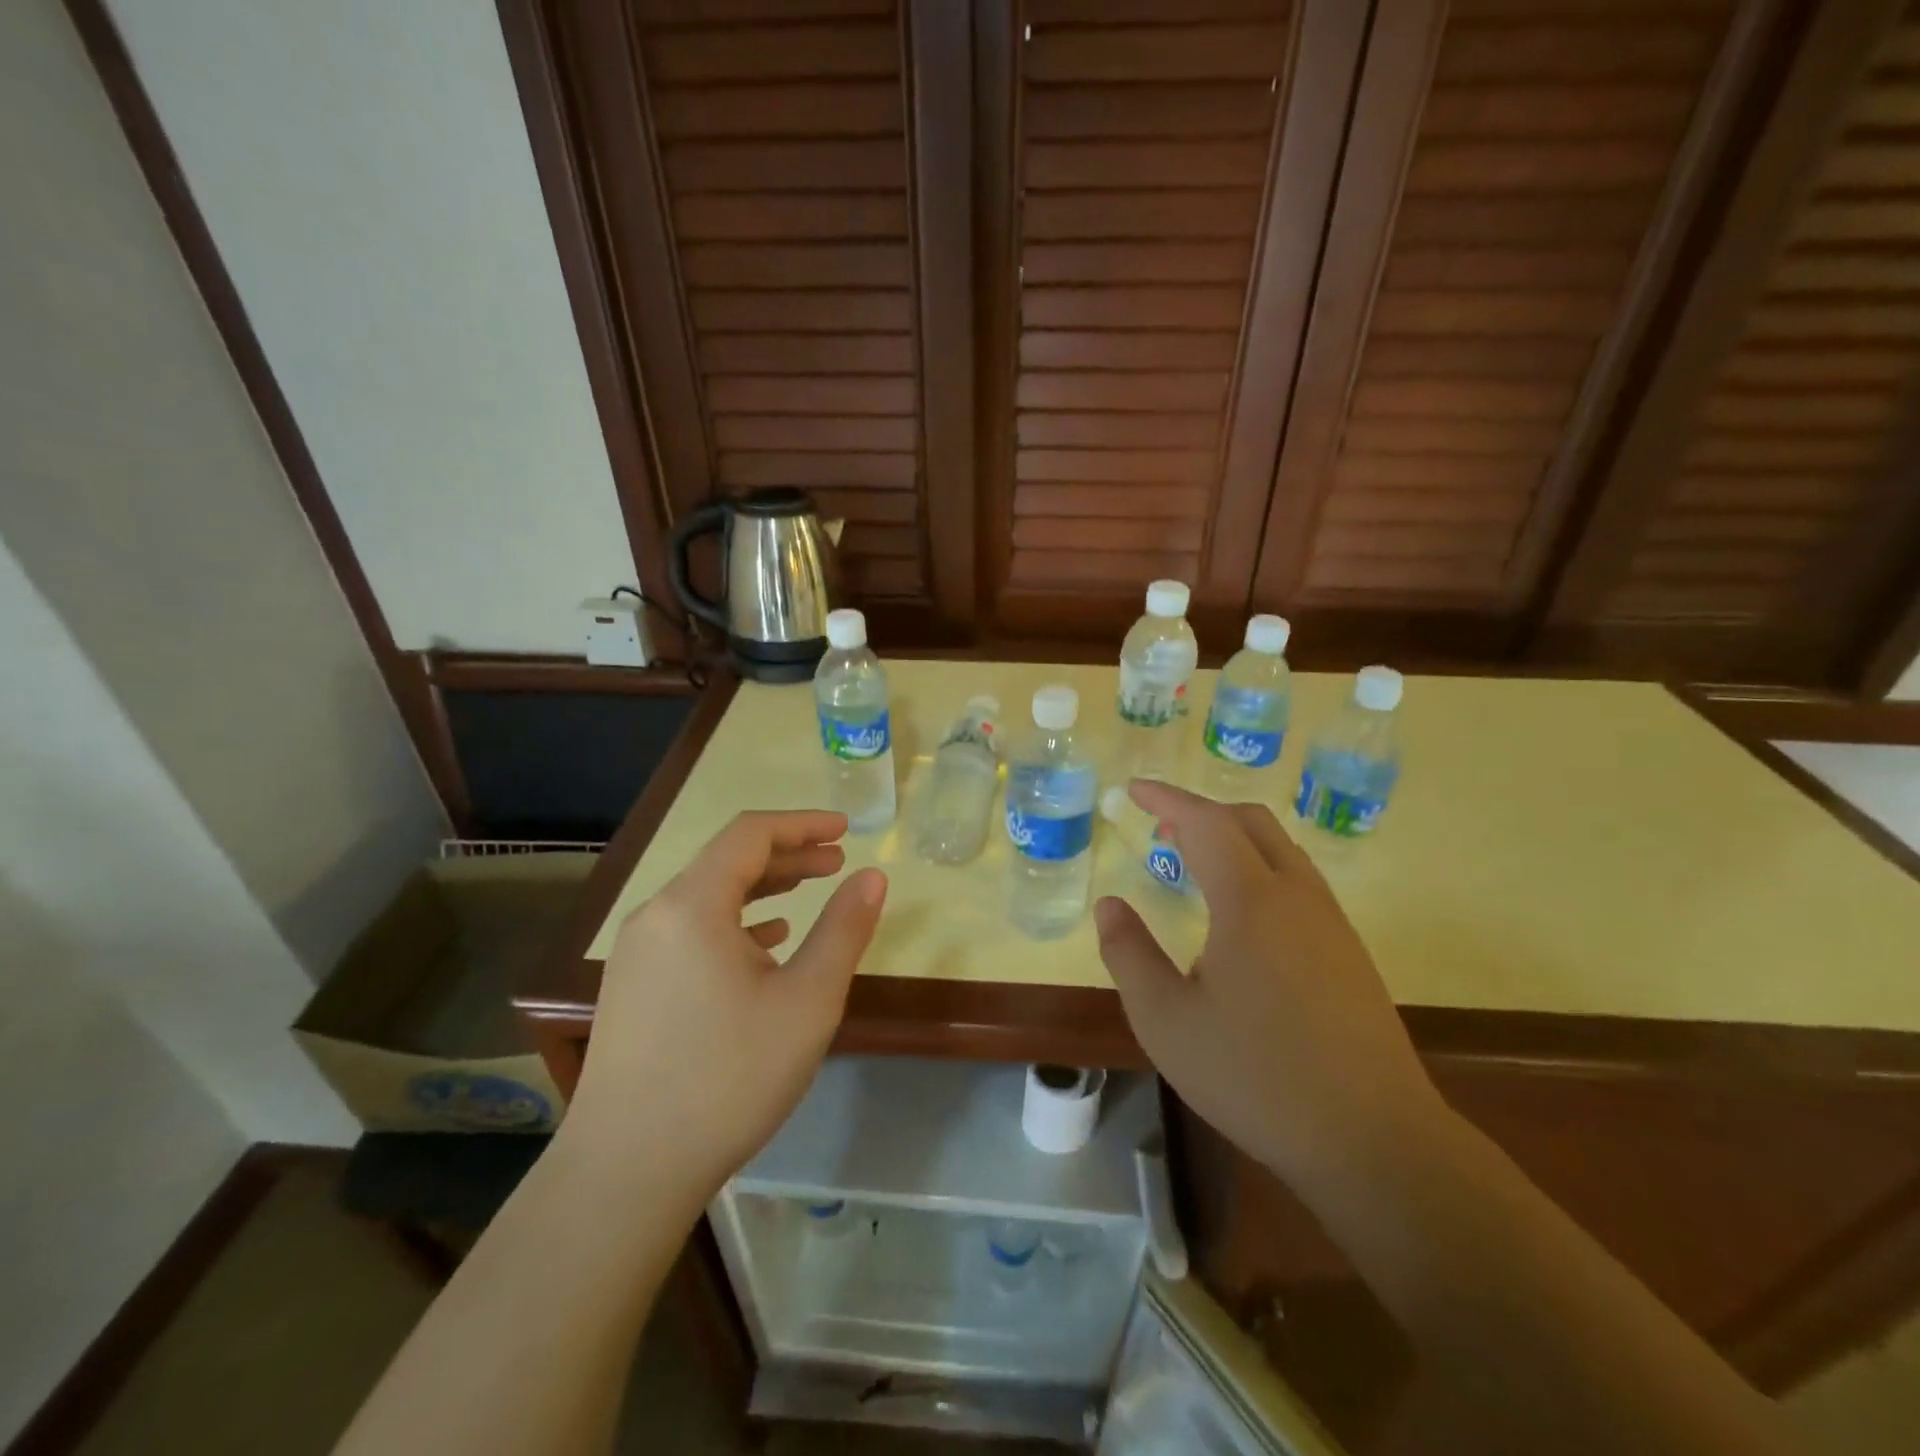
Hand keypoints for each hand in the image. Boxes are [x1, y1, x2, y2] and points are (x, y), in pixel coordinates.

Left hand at [564, 811, 887, 1206]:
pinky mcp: (633, 986)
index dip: (802, 824)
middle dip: (787, 854)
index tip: (846, 830)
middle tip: (837, 861)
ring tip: (808, 891)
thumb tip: (872, 877)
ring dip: (762, 887)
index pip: (750, 834)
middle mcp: (657, 915)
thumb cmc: (729, 1077)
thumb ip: (843, 930)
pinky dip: (734, 921)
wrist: (627, 1170)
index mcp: (692, 904)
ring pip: (708, 896)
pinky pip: (690, 930)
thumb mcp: (807, 1001)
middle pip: (727, 860)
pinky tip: (764, 942)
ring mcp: (637, 953)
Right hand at [1095, 782, 1442, 1181]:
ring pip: (1281, 850)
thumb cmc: (1255, 1076)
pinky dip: (1258, 868)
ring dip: (1233, 839)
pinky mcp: (1349, 954)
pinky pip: (1298, 882)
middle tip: (1160, 827)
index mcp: (1251, 900)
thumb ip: (1129, 954)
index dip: (1166, 799)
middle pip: (1251, 822)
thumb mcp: (1166, 1020)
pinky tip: (1239, 915)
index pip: (1205, 822)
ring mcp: (1331, 924)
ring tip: (1193, 863)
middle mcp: (1297, 897)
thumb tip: (1110, 905)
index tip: (1133, 790)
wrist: (1373, 1140)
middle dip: (1201, 812)